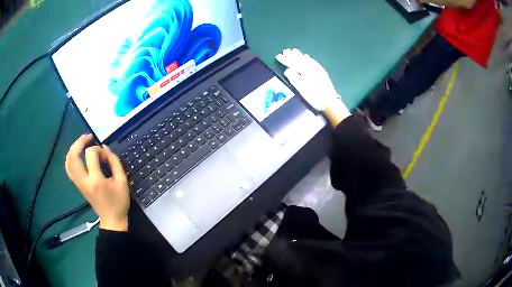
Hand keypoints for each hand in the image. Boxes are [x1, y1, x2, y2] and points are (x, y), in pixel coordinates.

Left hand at [65, 134, 129, 231]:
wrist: (112, 220)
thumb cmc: (119, 202)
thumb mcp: (122, 181)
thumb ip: (114, 162)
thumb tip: (105, 147)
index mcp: (96, 180)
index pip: (91, 154)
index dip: (98, 149)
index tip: (106, 155)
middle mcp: (84, 181)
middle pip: (73, 156)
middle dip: (79, 142)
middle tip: (88, 137)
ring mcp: (79, 184)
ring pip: (68, 162)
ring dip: (73, 149)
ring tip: (82, 143)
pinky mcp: (78, 185)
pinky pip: (69, 169)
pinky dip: (71, 158)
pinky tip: (77, 154)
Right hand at [276, 48, 349, 124]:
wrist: (329, 101)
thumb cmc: (313, 96)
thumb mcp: (301, 88)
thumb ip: (293, 77)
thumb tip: (287, 70)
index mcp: (304, 71)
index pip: (292, 63)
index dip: (285, 60)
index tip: (278, 55)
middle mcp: (311, 67)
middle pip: (300, 59)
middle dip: (292, 55)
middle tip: (286, 50)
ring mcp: (317, 69)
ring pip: (306, 59)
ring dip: (300, 55)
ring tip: (294, 51)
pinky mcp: (322, 72)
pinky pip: (313, 62)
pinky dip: (308, 59)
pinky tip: (307, 57)